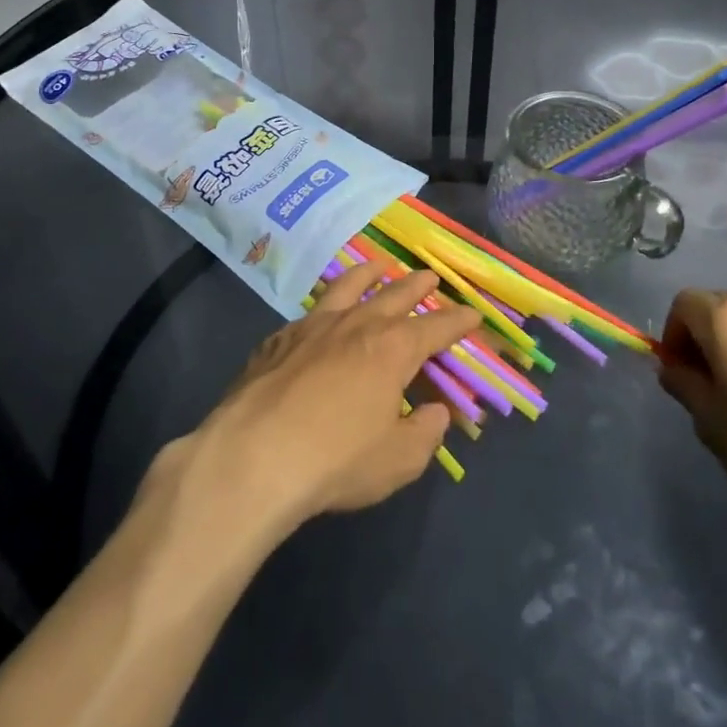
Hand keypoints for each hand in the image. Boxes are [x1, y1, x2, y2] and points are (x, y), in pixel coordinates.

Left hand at [179, 266, 478, 540]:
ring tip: (379, 266)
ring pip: (348, 286)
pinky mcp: (278, 339)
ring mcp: (313, 326)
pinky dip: (325, 305)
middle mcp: (357, 324)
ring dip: (369, 274)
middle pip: (395, 294)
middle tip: (430, 276)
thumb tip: (436, 412)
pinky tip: (320, 314)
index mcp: (393, 349)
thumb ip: (425, 433)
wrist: (253, 457)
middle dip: (417, 285)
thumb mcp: (399, 460)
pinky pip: (309, 312)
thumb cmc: (336, 460)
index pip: (437, 327)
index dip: (458, 321)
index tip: (473, 314)